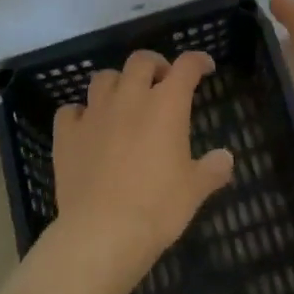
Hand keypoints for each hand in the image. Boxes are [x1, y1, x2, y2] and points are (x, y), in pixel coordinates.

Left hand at [50, 48, 232, 288]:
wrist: (102, 232)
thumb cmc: (157, 207)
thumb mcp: (195, 190)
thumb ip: (212, 169)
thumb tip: (226, 158)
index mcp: (166, 105)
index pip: (186, 67)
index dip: (198, 61)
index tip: (205, 67)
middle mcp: (129, 98)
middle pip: (141, 61)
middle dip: (155, 64)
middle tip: (162, 81)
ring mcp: (94, 114)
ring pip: (103, 78)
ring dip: (117, 82)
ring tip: (124, 99)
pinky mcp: (67, 134)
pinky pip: (70, 111)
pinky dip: (80, 114)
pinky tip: (86, 127)